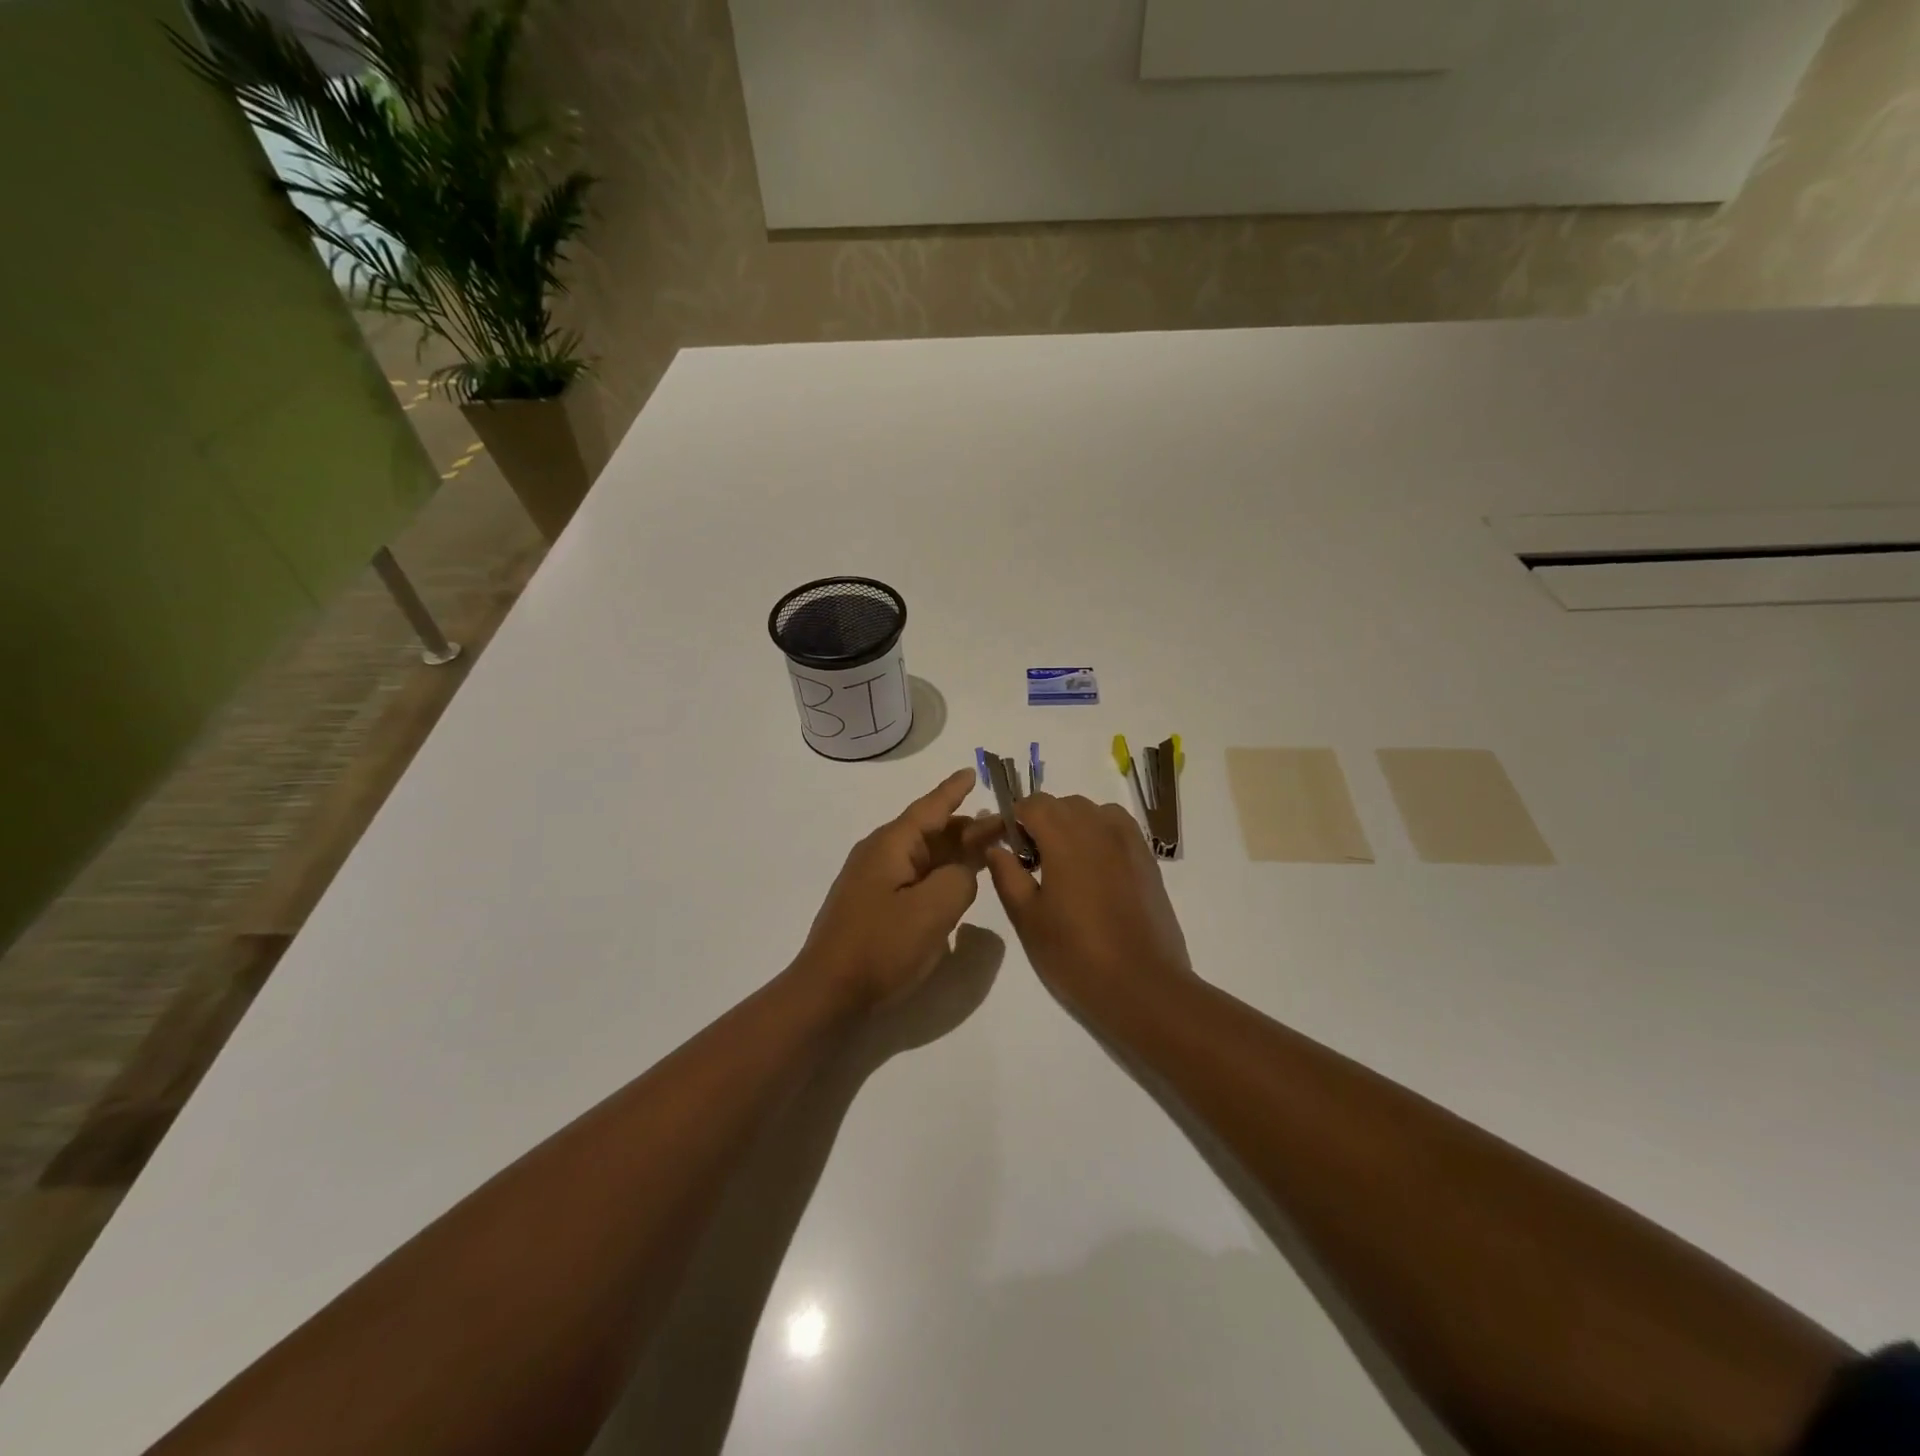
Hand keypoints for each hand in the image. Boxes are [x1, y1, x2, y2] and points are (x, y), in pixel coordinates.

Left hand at [799, 769, 997, 1010]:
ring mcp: (875, 881)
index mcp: (891, 846)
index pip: (930, 808)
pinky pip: (915, 877)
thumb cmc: (881, 947)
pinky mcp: (875, 906)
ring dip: (955, 851)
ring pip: (924, 856)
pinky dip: (940, 874)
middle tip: (1004, 825)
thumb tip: (962, 872)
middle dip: (966, 826)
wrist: (828, 993)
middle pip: (930, 831)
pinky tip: (958, 883)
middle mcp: (880, 855)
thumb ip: (960, 879)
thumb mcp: (934, 910)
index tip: (973, 771)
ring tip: (988, 848)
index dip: (953, 790)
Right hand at [985, 793, 1194, 1014]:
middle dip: (1039, 823)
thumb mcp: (1027, 917)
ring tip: (1061, 865)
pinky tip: (1092, 871)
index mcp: (1065, 836)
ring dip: (1070, 826)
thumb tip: (995, 847)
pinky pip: (1116, 829)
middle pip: (1062, 805)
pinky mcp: (1147, 859)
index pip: (1031, 804)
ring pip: (1091, 813)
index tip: (1000, 846)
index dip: (1010, 819)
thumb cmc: (1075, 953)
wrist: (1143, 985)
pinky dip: (1098, 835)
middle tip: (1028, 861)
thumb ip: (1007, 874)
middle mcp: (1099, 826)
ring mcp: (1128, 840)